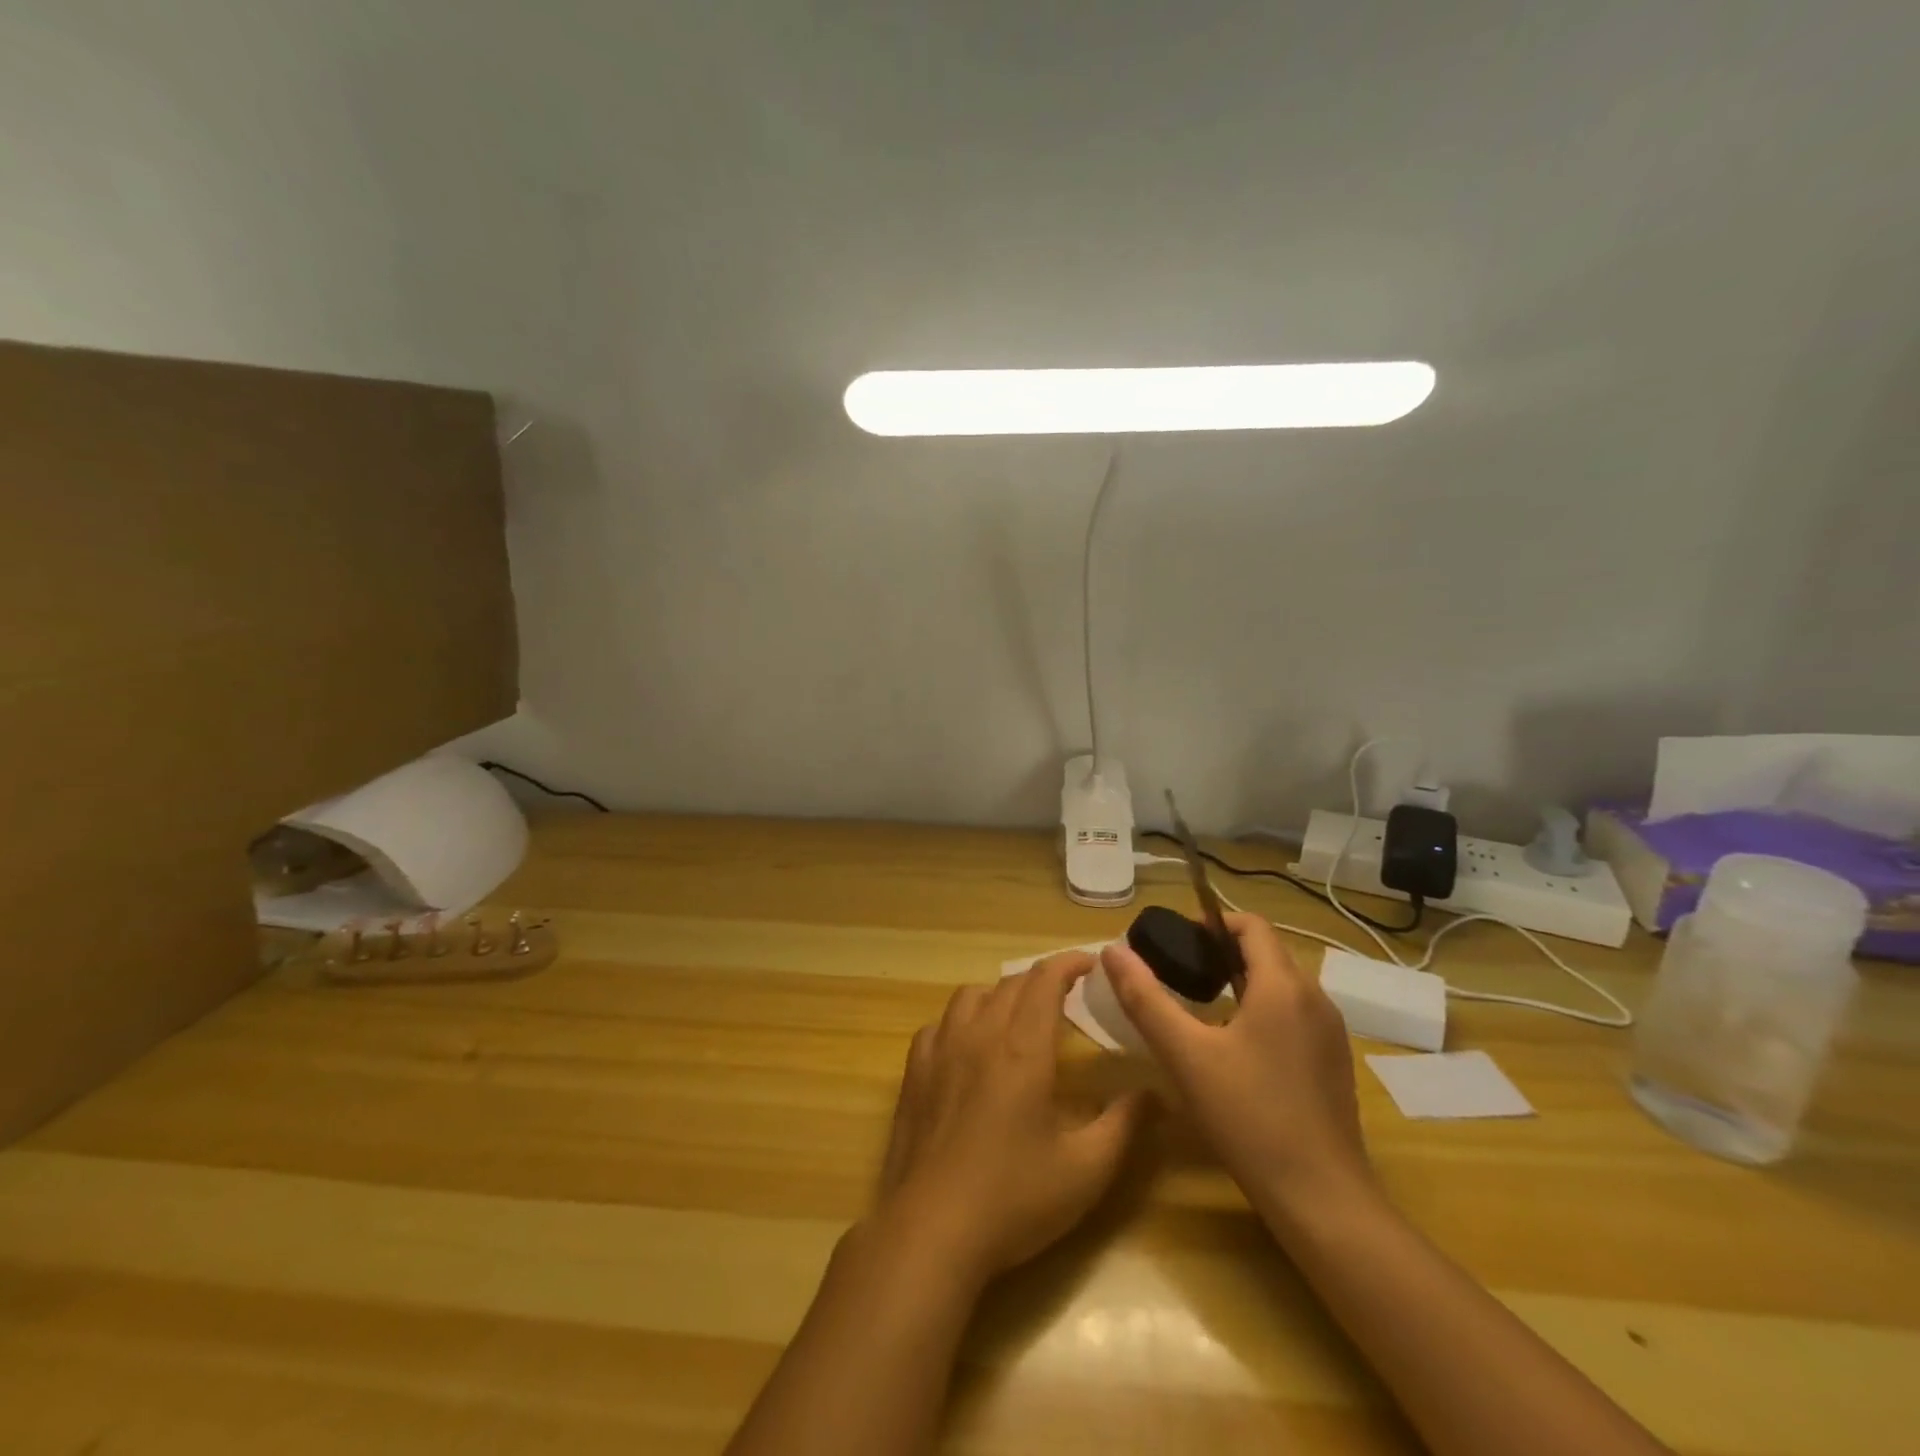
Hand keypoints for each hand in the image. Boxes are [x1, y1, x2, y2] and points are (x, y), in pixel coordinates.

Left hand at [871, 953, 1151, 1286]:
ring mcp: (940, 1050)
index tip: (1091, 964)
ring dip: (1000, 994)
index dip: (1069, 963)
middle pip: (1010, 983)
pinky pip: (939, 1024)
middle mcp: (979, 1035)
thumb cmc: (1014, 1199)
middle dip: (1041, 980)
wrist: (930, 1230)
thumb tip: (1156, 1093)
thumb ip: (1124, 1125)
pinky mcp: (914, 1072)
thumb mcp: (1085, 1170)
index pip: (1045, 980)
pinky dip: (961, 1021)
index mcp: (1022, 1048)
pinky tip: (969, 1047)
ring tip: (1017, 1017)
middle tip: (1065, 997)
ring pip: (970, 995)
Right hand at [1100, 913, 1375, 1222]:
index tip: (1177, 943)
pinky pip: (1295, 1015)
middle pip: (1266, 952)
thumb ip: (1145, 998)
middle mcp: (1316, 998)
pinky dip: (1263, 1011)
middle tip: (1179, 976)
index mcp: (1283, 985)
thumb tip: (1112, 950)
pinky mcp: (1335, 1063)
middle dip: (1221, 953)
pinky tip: (1236, 1050)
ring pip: (1282, 985)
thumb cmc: (1249, 1118)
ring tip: (1201, 1009)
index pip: (1251, 925)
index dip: (1211, 923)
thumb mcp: (1185, 1055)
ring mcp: (1331, 1033)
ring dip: (1242, 982)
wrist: (1323, 1200)